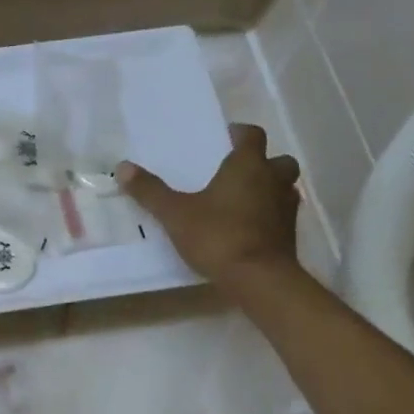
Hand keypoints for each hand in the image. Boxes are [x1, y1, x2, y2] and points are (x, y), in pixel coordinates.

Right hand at [116, 124, 302, 289]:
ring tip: (245, 200)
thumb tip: (123, 167)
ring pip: (285, 188)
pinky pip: (282, 215)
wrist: (259, 279)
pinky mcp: (291, 234)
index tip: (228, 137)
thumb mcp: (175, 214)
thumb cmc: (217, 236)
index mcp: (248, 165)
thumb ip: (150, 191)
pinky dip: (270, 216)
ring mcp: (286, 208)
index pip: (252, 136)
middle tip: (240, 171)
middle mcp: (273, 180)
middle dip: (264, 162)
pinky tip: (251, 228)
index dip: (241, 134)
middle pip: (279, 160)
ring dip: (270, 189)